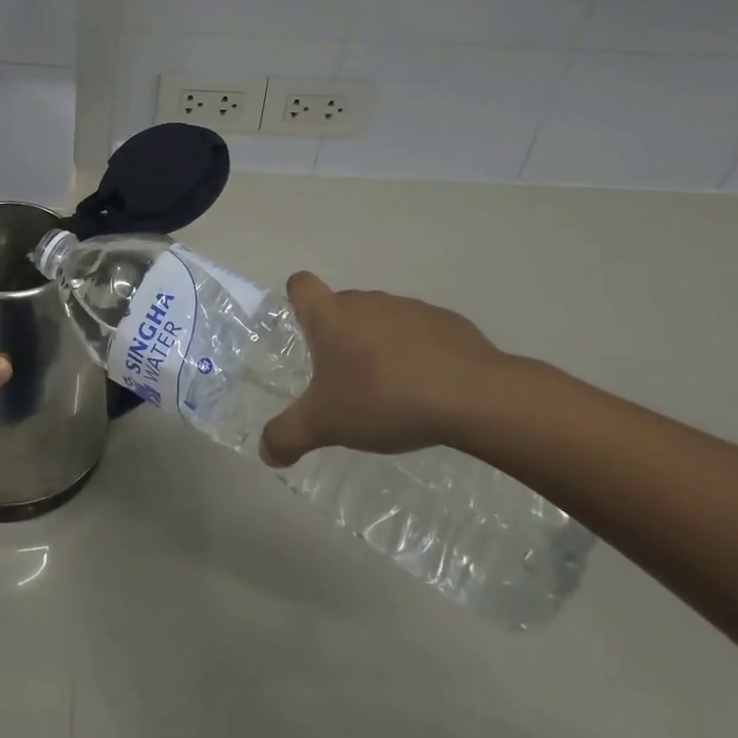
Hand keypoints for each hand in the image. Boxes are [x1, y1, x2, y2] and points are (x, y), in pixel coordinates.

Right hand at [260, 272, 510, 467]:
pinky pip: (419, 332)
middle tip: (344, 379)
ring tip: (389, 388)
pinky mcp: (447, 322)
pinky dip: (417, 352)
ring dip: (378, 344)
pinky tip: (428, 387)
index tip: (303, 328)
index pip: (301, 285)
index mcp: (330, 316)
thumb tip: (265, 452)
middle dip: (339, 335)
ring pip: (381, 319)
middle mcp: (366, 301)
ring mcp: (409, 308)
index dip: (296, 300)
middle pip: (341, 306)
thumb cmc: (383, 399)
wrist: (472, 396)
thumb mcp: (325, 425)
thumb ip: (287, 436)